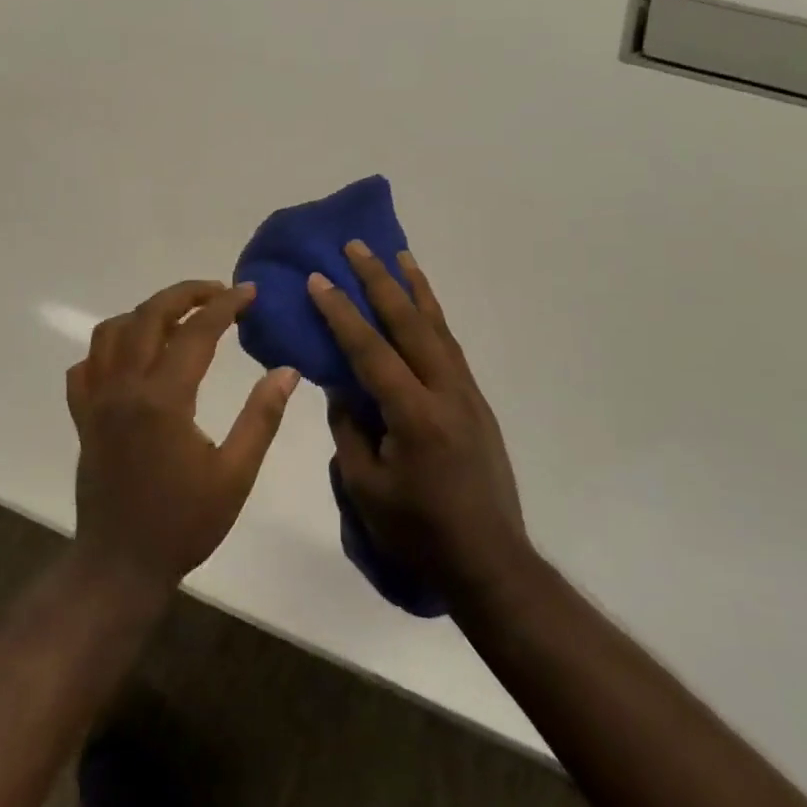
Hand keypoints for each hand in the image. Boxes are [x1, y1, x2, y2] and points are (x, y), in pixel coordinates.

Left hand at [67, 280, 299, 598]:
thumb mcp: (235, 475)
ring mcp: (96, 401)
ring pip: (110, 332)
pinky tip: (132, 360)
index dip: (225, 305)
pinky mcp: (82, 417)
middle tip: (217, 293)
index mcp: (163, 399)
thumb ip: (261, 418)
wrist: (121, 563)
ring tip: (178, 321)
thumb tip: (286, 371)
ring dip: (144, 314)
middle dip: (184, 294)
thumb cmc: (184, 523)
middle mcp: (123, 388)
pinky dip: (108, 350)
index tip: (249, 292)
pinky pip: (86, 367)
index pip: (196, 332)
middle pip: (147, 316)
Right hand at [307, 244, 529, 599]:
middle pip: (410, 324)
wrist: (488, 560)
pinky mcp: (476, 404)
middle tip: (357, 246)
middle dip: (380, 282)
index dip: (341, 313)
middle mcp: (446, 393)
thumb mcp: (365, 487)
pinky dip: (433, 318)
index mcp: (414, 415)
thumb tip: (342, 388)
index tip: (318, 279)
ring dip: (416, 289)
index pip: (370, 351)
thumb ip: (350, 430)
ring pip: (438, 328)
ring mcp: (467, 395)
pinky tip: (421, 308)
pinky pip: (450, 348)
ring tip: (399, 256)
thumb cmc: (417, 531)